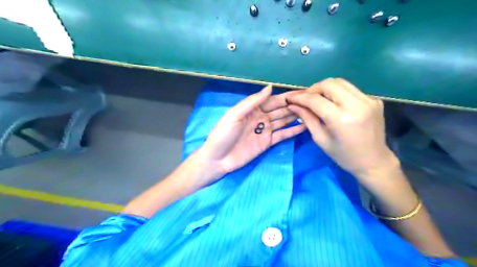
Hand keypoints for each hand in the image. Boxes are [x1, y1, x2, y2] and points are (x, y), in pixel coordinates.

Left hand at [198, 85, 304, 180]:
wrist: (218, 159)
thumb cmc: (223, 134)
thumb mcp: (235, 115)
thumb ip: (252, 102)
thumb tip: (270, 88)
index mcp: (252, 109)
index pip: (272, 100)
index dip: (286, 97)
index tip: (302, 93)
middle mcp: (260, 117)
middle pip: (280, 109)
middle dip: (294, 105)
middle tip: (311, 101)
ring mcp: (265, 130)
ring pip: (283, 121)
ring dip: (295, 116)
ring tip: (311, 112)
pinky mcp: (267, 142)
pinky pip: (282, 135)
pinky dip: (292, 131)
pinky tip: (304, 126)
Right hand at [287, 78, 399, 179]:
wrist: (374, 161)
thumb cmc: (344, 155)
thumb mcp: (321, 139)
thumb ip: (307, 118)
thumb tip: (293, 105)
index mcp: (341, 119)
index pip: (315, 100)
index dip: (300, 97)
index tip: (290, 98)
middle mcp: (356, 105)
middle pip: (329, 83)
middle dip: (313, 89)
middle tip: (306, 99)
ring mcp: (368, 100)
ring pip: (340, 82)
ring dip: (325, 88)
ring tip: (318, 99)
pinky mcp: (374, 100)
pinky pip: (350, 89)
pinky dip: (338, 93)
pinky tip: (335, 104)